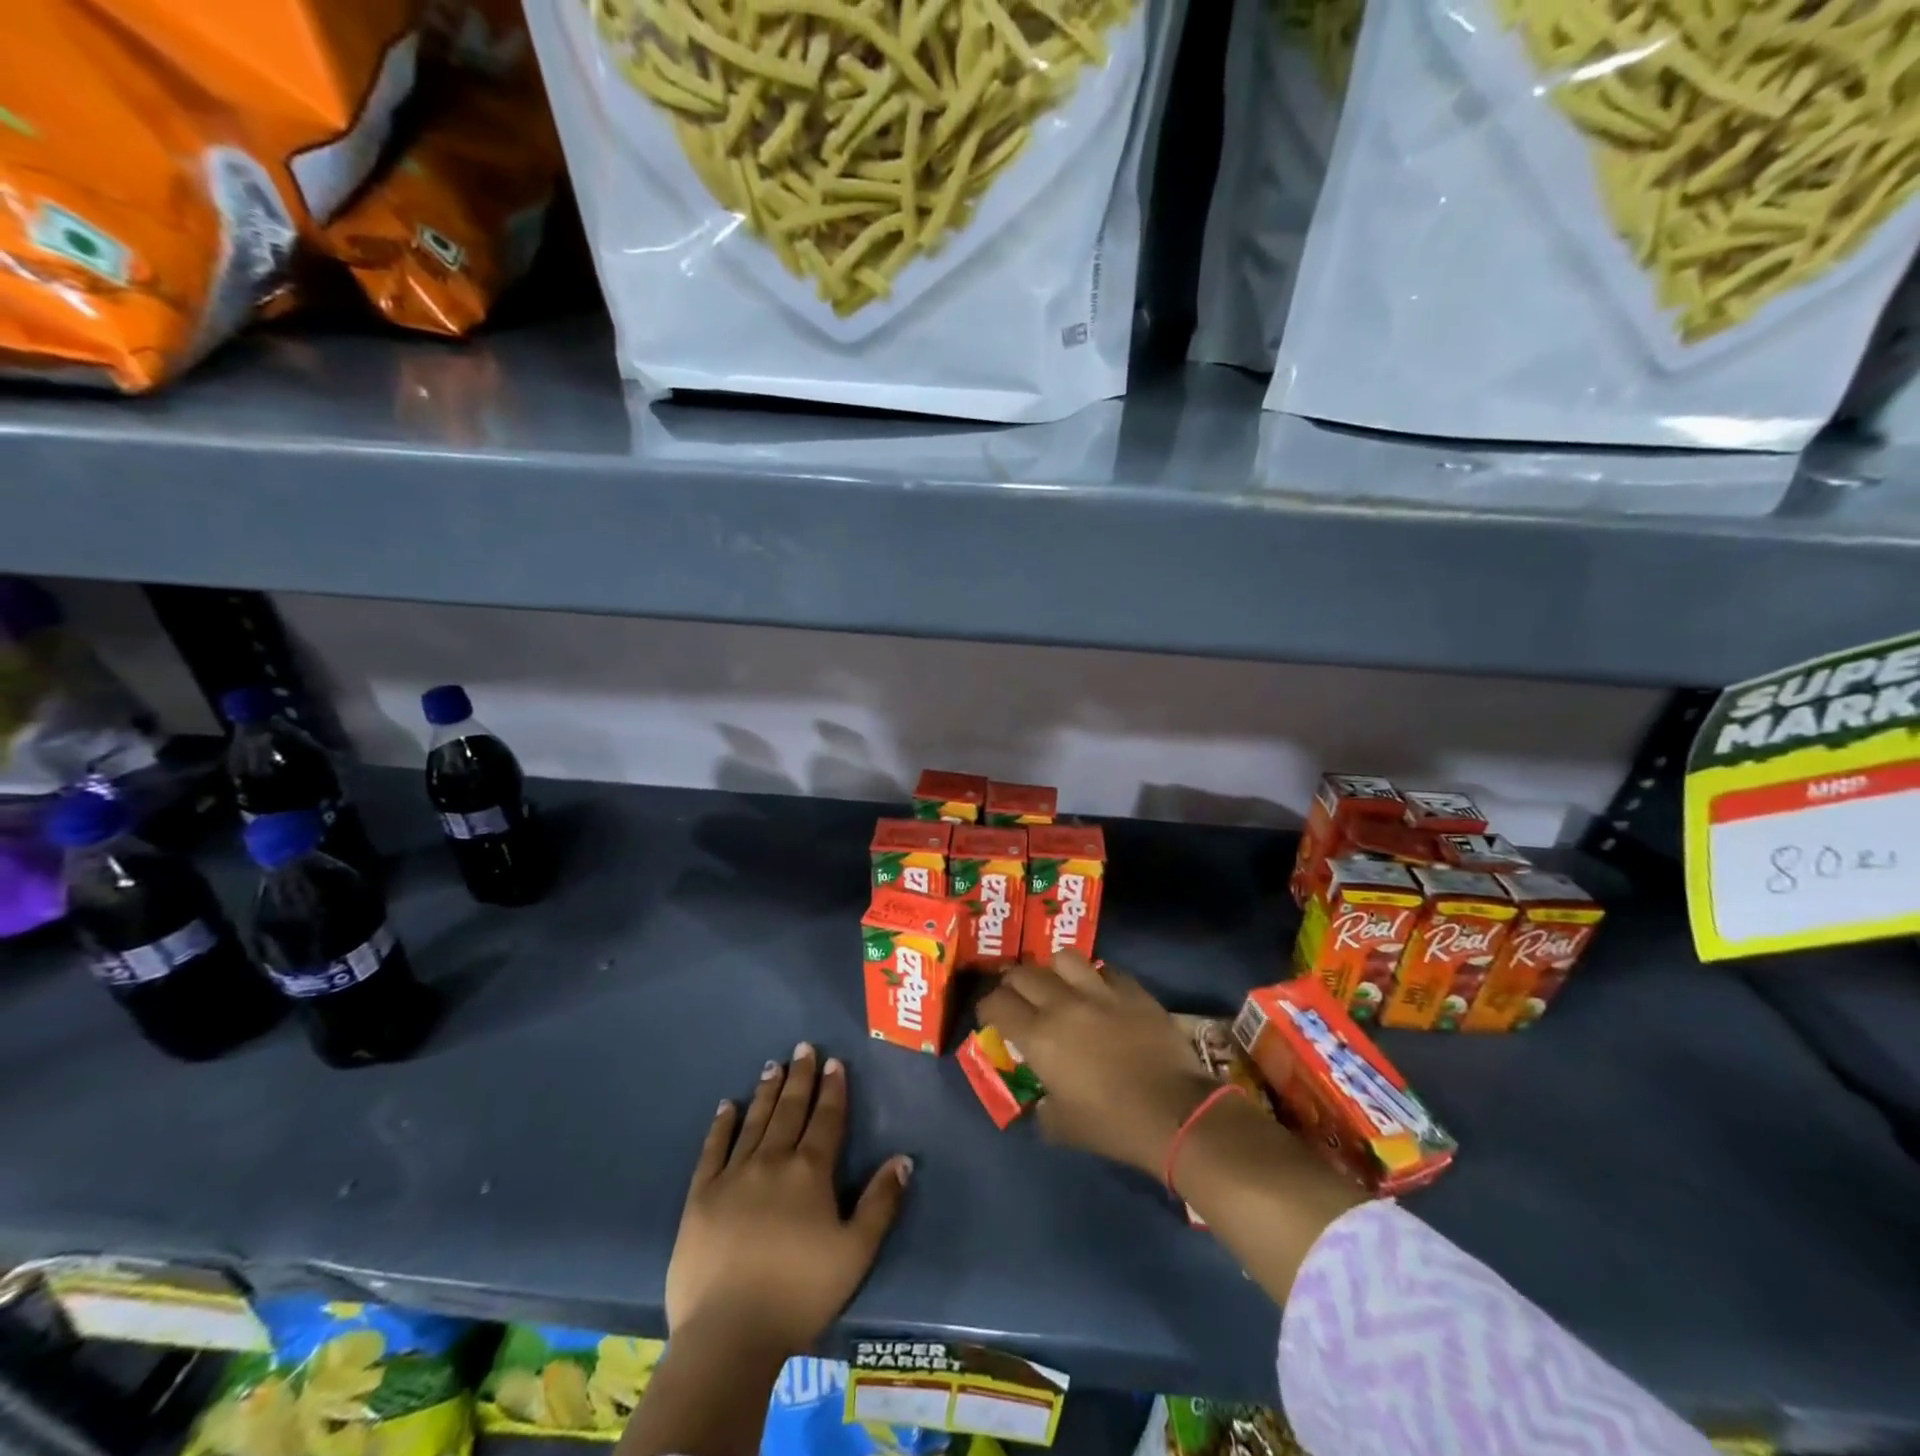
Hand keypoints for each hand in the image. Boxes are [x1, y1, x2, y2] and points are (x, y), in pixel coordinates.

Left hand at [665, 1043, 911, 1356]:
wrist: (728, 1334)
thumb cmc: (799, 1294)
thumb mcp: (856, 1253)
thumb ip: (881, 1203)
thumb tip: (903, 1158)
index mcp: (811, 1172)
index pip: (826, 1119)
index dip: (833, 1089)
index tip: (834, 1062)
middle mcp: (773, 1160)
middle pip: (790, 1110)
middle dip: (800, 1077)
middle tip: (803, 1047)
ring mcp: (733, 1175)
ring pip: (755, 1121)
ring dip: (767, 1091)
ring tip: (773, 1064)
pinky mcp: (701, 1196)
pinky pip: (713, 1149)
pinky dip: (722, 1124)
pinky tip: (728, 1105)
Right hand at [977, 953, 1218, 1175]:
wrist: (1174, 1112)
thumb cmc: (1113, 1125)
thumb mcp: (1062, 1127)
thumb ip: (1042, 1106)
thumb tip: (1042, 1098)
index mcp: (1038, 1037)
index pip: (996, 1004)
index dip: (988, 1008)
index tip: (991, 1017)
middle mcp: (1062, 1004)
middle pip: (1024, 974)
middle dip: (1014, 985)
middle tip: (1019, 999)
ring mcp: (1099, 991)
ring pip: (1063, 958)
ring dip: (1054, 971)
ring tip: (1060, 986)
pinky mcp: (1131, 989)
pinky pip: (1105, 969)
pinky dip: (1096, 978)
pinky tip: (1101, 993)